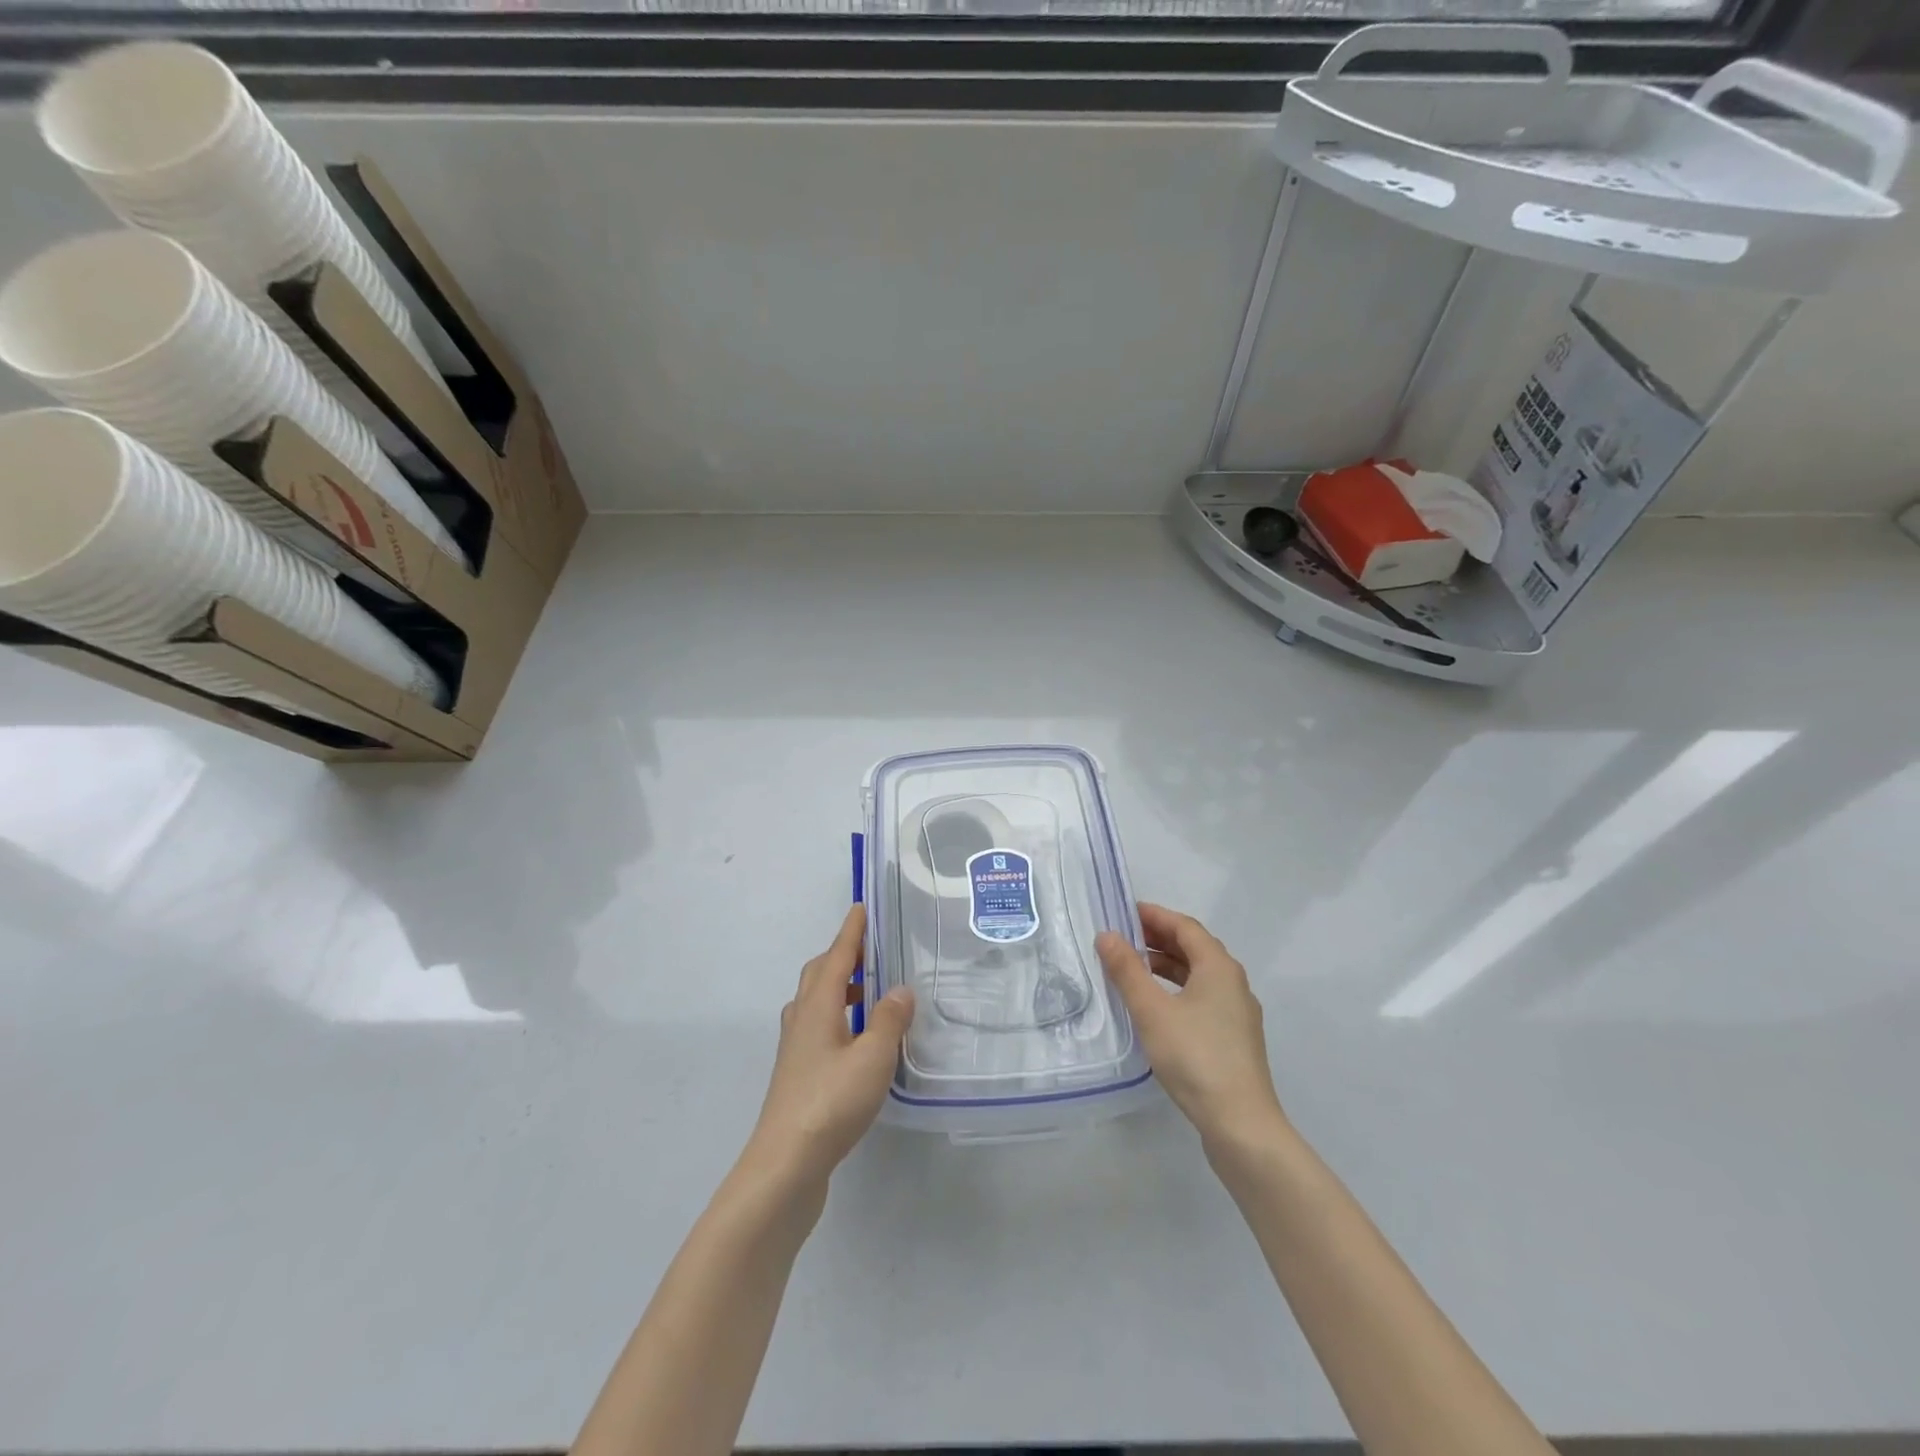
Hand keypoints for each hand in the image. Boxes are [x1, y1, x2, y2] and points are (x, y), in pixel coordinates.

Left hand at [746, 905, 914, 1191]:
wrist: (785, 1164)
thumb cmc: (831, 1103)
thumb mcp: (873, 1058)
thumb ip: (888, 1020)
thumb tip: (900, 989)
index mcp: (817, 1007)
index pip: (836, 957)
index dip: (851, 932)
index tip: (860, 908)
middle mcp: (801, 1020)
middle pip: (818, 975)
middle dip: (841, 956)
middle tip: (869, 949)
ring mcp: (795, 1050)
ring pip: (815, 1003)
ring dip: (838, 988)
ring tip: (868, 992)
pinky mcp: (797, 1075)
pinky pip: (817, 1028)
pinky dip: (836, 1017)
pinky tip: (856, 1040)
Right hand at [1096, 903, 1285, 1153]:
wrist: (1241, 1124)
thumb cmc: (1195, 1057)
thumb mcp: (1152, 1010)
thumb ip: (1127, 970)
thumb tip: (1106, 935)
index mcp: (1219, 967)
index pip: (1185, 926)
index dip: (1154, 915)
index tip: (1123, 912)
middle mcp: (1233, 983)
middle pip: (1194, 948)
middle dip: (1158, 938)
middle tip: (1122, 938)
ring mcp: (1237, 1013)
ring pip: (1199, 975)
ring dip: (1167, 966)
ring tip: (1133, 969)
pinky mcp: (1234, 1039)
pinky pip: (1202, 998)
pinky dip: (1176, 990)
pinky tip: (1156, 1007)